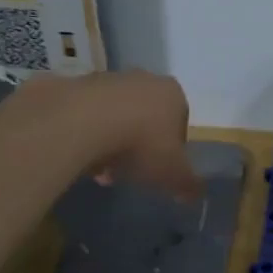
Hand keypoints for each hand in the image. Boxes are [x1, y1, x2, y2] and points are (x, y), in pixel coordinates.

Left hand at [18, 71, 200, 200]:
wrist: (84, 122)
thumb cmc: (142, 144)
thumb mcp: (173, 173)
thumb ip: (188, 184)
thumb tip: (196, 194)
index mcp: (173, 94)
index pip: (180, 122)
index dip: (172, 150)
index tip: (160, 171)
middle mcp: (143, 78)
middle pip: (146, 118)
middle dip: (139, 147)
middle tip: (130, 173)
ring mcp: (107, 79)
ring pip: (115, 118)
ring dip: (112, 144)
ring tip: (102, 172)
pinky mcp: (76, 85)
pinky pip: (88, 117)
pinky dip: (88, 136)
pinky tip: (82, 158)